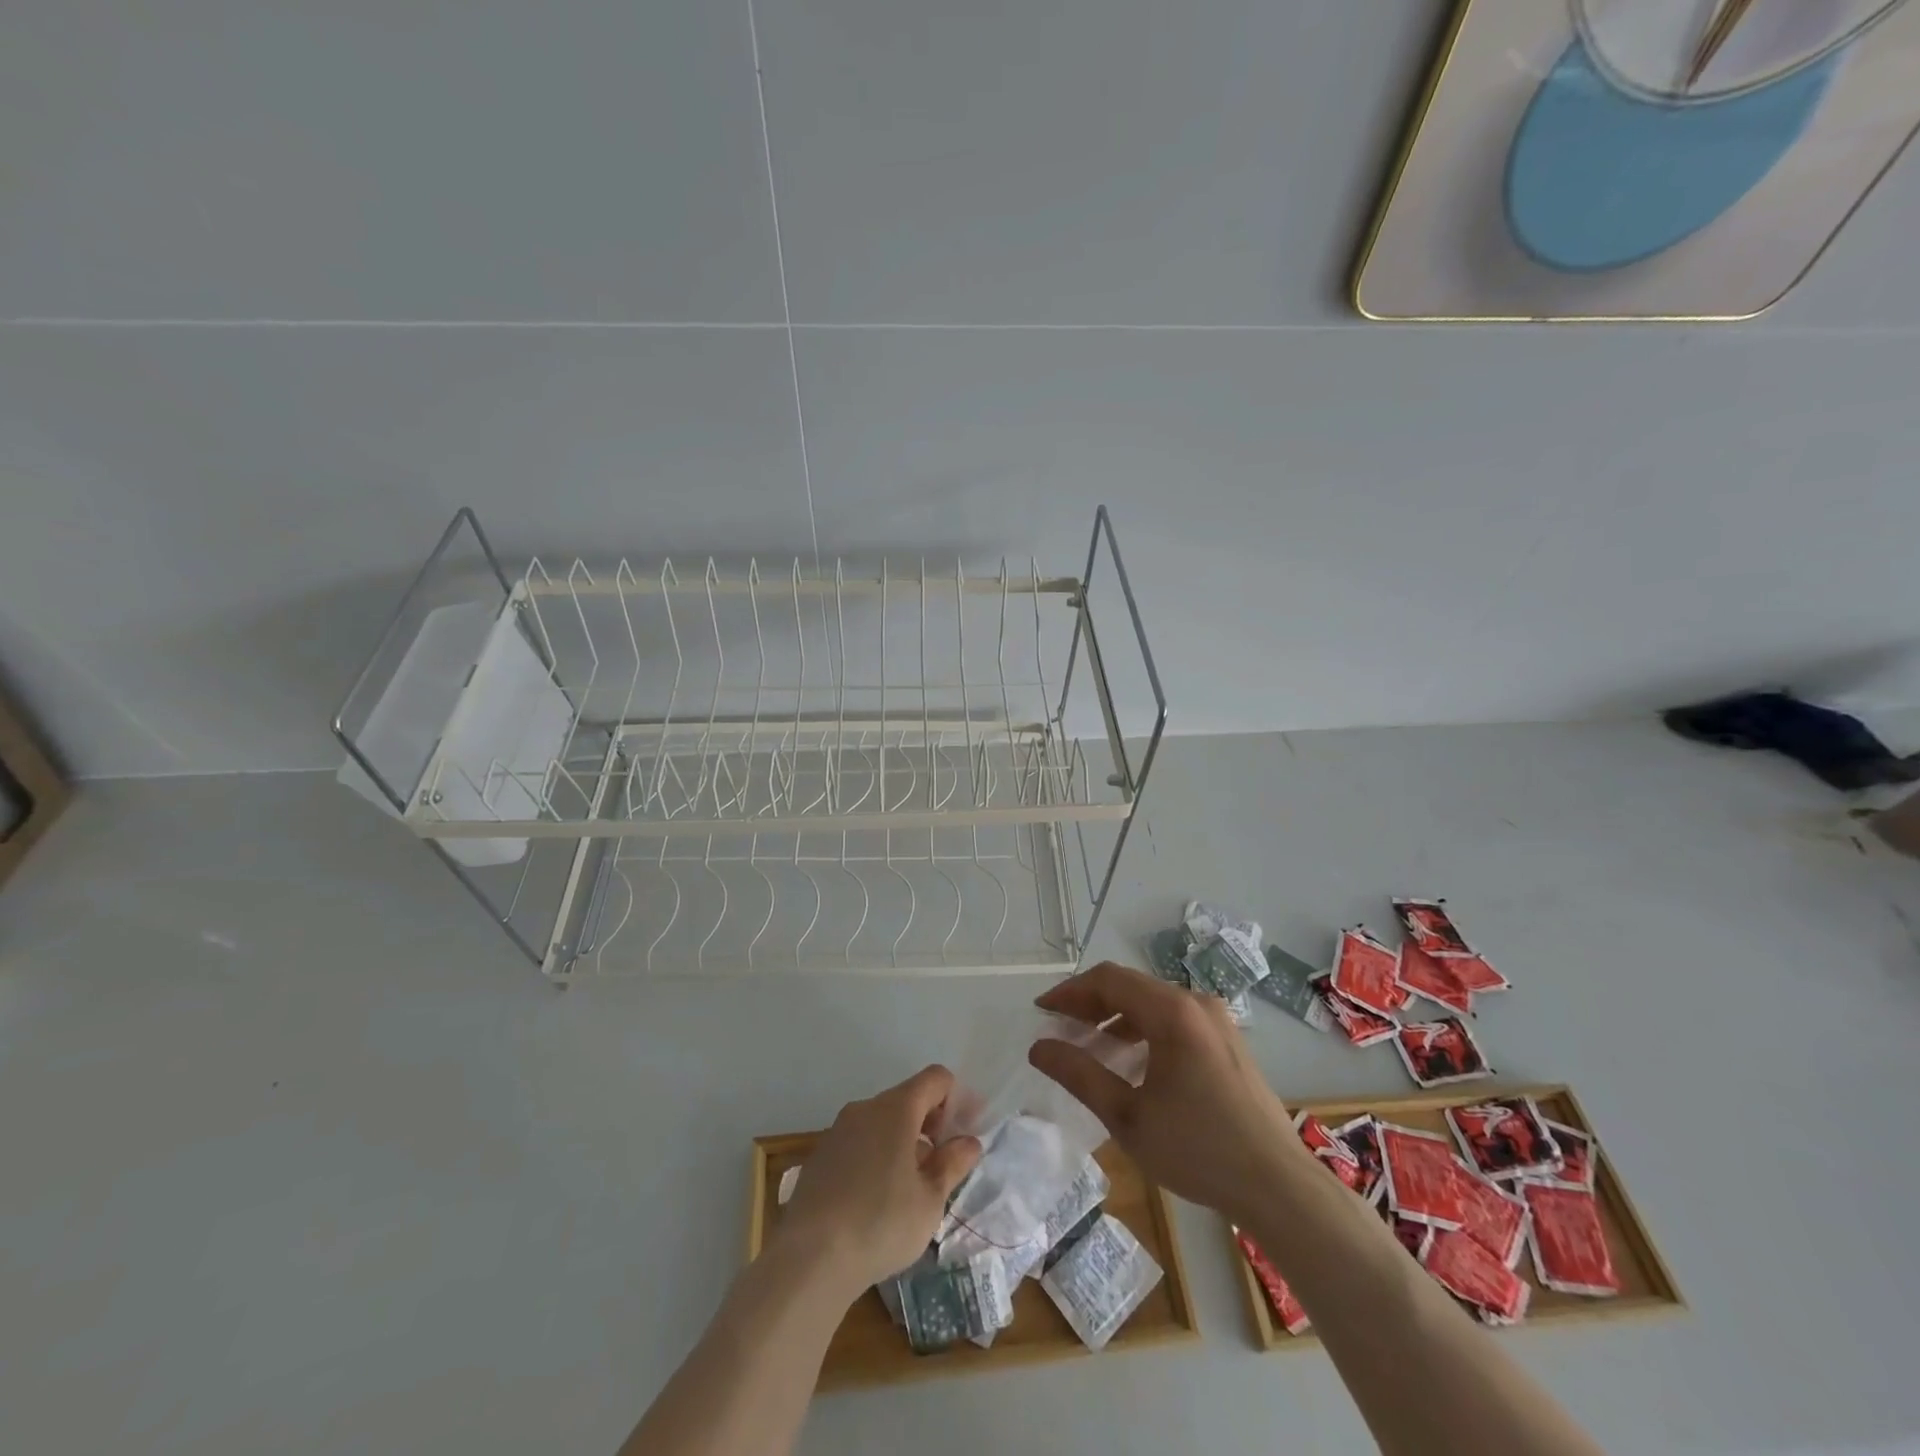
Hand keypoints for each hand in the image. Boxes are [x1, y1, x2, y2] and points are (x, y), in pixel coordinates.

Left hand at [772, 1065, 982, 1301]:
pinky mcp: (820, 1156)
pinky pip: (860, 1142)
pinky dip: (878, 1155)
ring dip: (905, 1141)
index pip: (935, 1079)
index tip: (967, 1131)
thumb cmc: (881, 1223)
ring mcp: (838, 1130)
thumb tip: (969, 1141)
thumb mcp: (930, 1200)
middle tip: (945, 1163)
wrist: (809, 1259)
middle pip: (908, 1098)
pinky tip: (879, 1199)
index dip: (957, 1099)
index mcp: (896, 1108)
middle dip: (932, 1123)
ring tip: (914, 1187)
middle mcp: (865, 1108)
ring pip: (882, 1122)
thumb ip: (952, 1164)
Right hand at [1028, 962, 1306, 1223]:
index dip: (1070, 991)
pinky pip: (1174, 1019)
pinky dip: (1143, 1028)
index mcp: (1172, 1012)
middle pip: (1131, 986)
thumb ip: (1080, 1075)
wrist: (1279, 1187)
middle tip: (1059, 1027)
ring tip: (1088, 1044)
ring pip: (1153, 1002)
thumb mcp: (1127, 1117)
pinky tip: (1130, 1060)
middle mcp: (1196, 1003)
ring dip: (1116, 1016)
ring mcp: (1217, 1020)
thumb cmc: (1198, 1150)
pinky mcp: (1228, 1041)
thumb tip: (1039, 1047)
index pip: (1108, 980)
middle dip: (1090, 1002)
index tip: (1041, 1012)